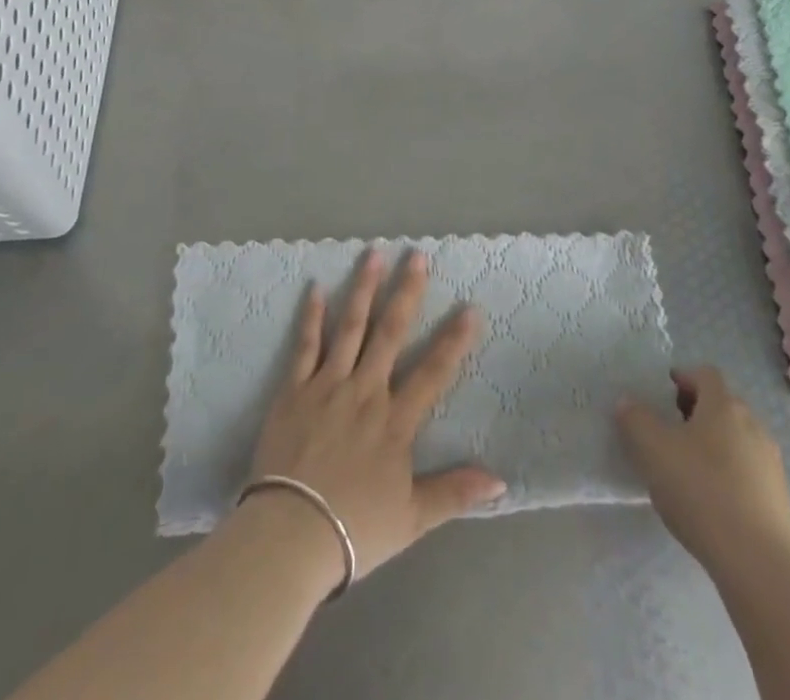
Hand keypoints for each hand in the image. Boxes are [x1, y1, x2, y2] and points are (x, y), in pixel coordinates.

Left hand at [247, 248, 506, 586]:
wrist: (289, 536)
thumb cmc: (354, 529)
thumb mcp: (412, 518)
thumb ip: (454, 492)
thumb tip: (501, 480)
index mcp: (395, 420)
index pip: (433, 372)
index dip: (454, 339)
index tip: (470, 307)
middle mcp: (366, 391)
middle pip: (391, 333)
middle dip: (407, 291)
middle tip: (417, 255)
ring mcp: (328, 385)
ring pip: (350, 326)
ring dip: (363, 288)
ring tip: (373, 254)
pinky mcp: (294, 389)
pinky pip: (305, 345)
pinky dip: (311, 316)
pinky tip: (314, 288)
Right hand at [616, 366, 789, 572]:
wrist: (758, 562)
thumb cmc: (701, 491)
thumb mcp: (652, 450)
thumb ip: (634, 419)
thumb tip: (627, 402)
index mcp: (724, 405)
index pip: (705, 374)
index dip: (683, 378)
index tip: (664, 393)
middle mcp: (753, 424)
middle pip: (722, 405)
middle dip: (696, 412)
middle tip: (671, 430)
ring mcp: (770, 462)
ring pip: (737, 438)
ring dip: (714, 443)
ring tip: (689, 468)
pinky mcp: (779, 497)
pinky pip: (748, 470)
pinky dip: (729, 473)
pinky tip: (712, 500)